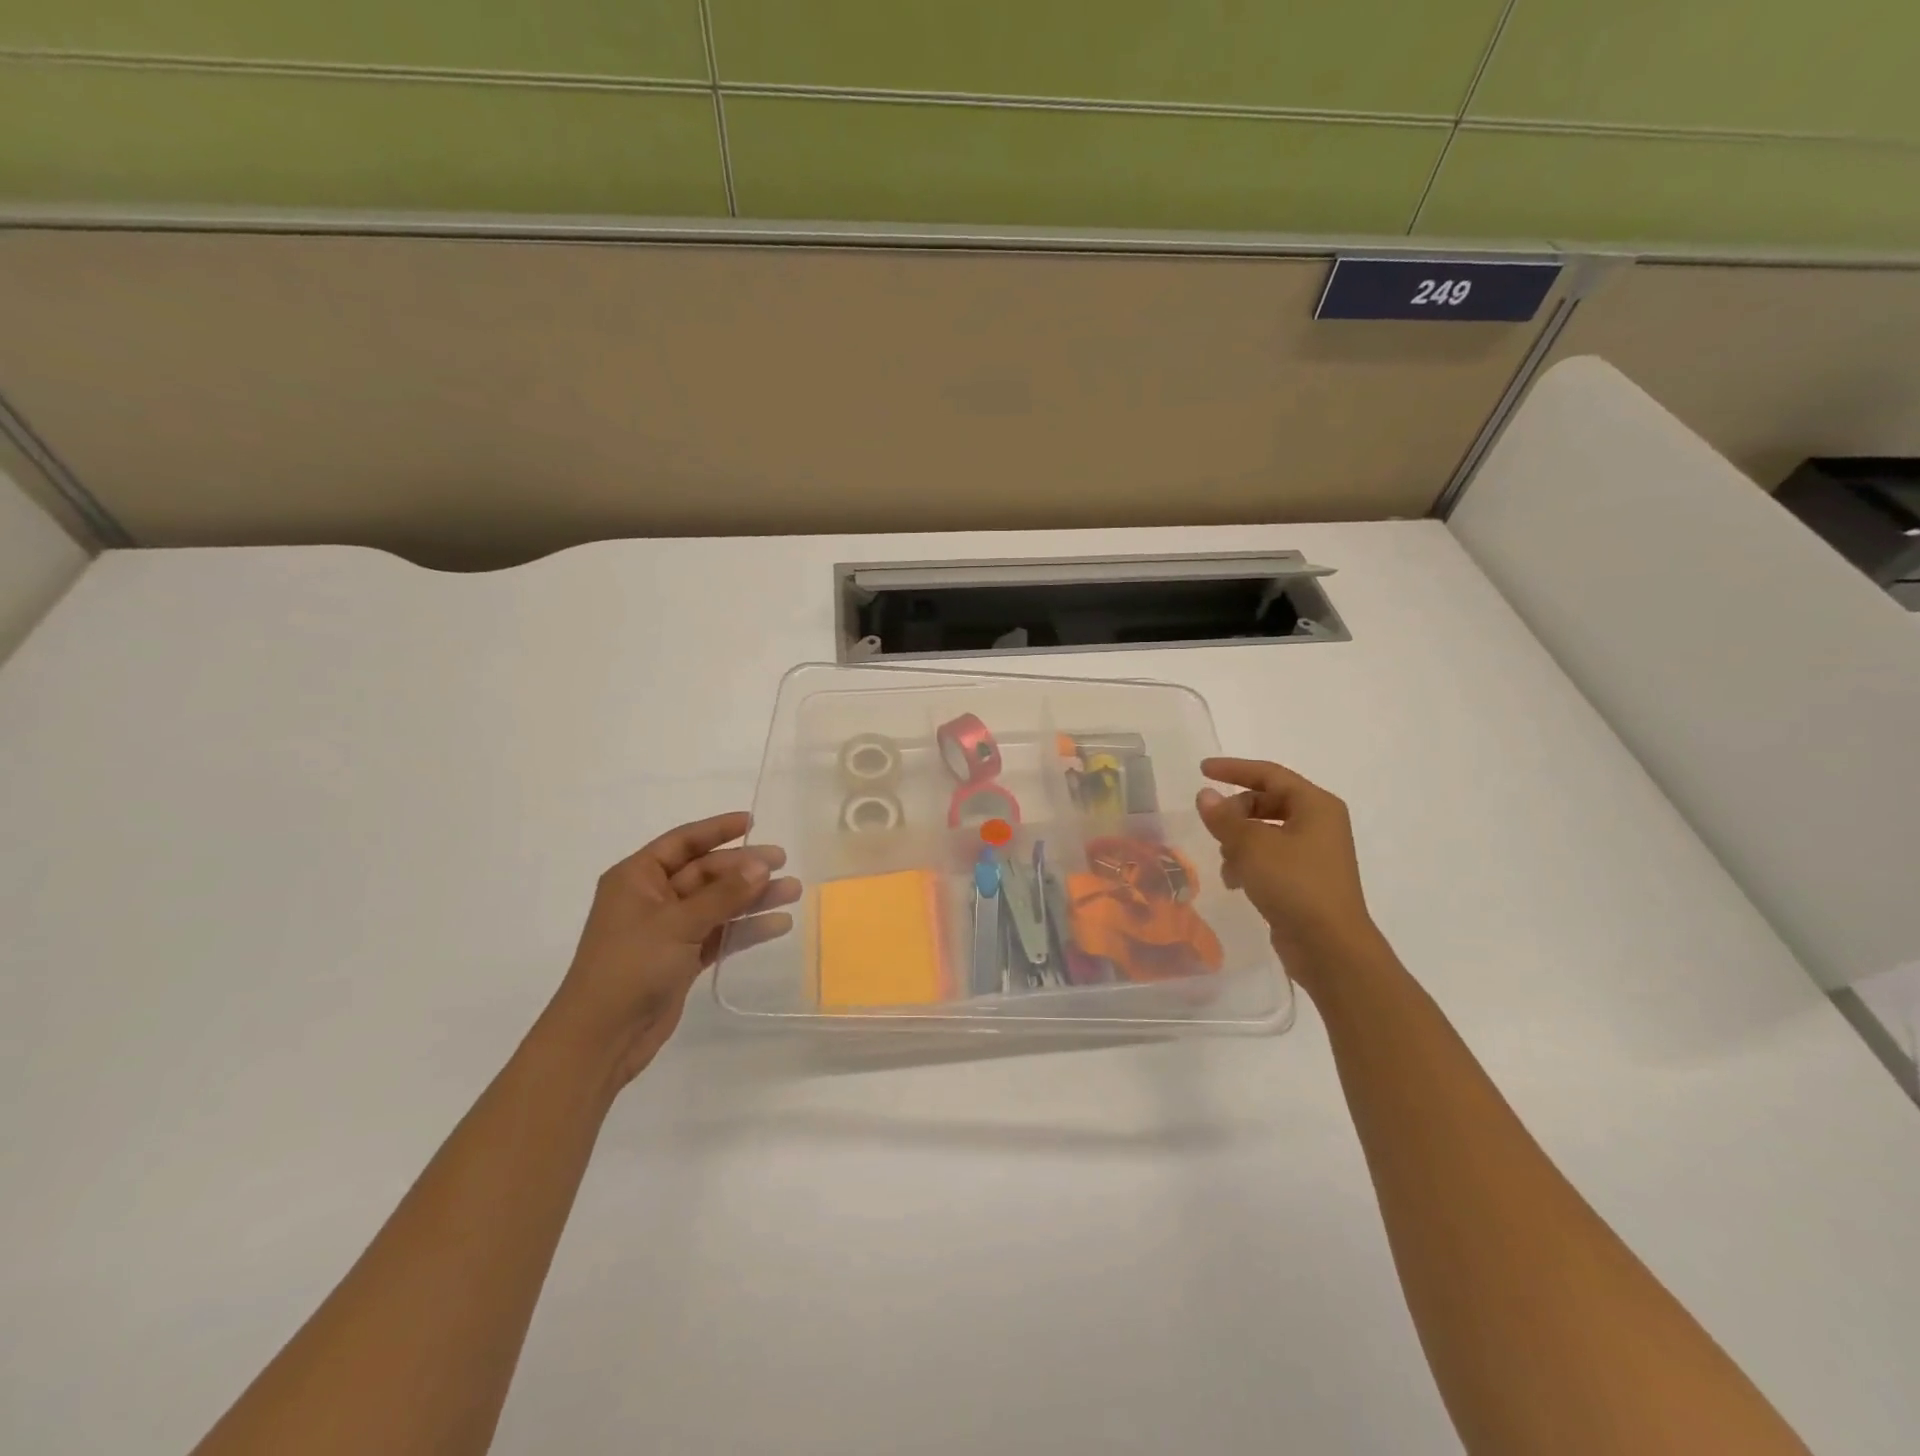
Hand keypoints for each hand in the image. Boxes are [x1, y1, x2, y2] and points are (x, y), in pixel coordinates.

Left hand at [543, 812, 800, 1087]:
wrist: (601, 1039)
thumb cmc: (630, 967)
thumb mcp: (677, 923)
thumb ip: (723, 894)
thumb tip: (762, 865)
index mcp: (637, 878)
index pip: (682, 842)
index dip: (717, 830)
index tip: (753, 822)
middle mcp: (653, 898)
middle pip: (706, 873)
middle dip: (744, 868)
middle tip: (783, 862)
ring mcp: (668, 930)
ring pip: (718, 904)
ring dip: (752, 898)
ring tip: (792, 891)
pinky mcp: (682, 959)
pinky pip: (720, 934)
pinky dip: (746, 929)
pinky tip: (778, 924)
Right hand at [1196, 758, 1376, 968]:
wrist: (1329, 947)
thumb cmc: (1294, 884)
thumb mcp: (1251, 845)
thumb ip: (1224, 817)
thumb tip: (1205, 795)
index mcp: (1316, 805)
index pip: (1269, 774)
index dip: (1234, 769)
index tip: (1202, 770)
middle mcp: (1319, 823)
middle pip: (1268, 802)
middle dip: (1236, 812)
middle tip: (1213, 825)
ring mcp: (1314, 853)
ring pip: (1266, 831)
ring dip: (1239, 840)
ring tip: (1225, 859)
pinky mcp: (1306, 879)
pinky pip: (1271, 857)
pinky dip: (1250, 862)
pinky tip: (1235, 882)